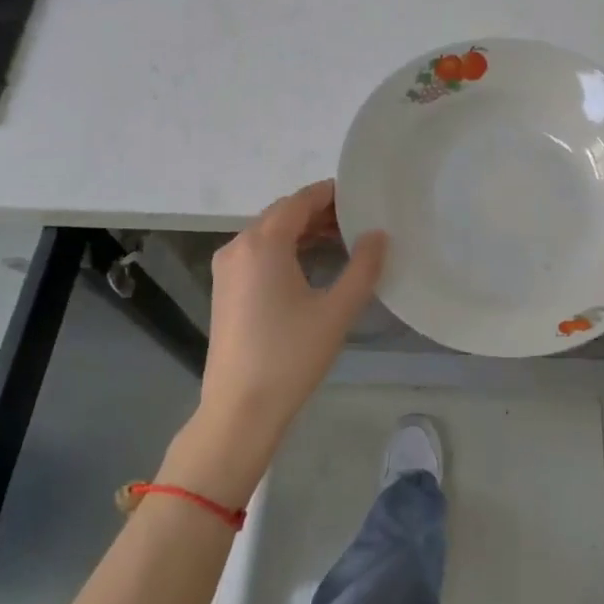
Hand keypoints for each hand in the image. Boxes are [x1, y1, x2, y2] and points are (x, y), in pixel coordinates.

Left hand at [200, 179, 386, 444]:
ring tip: (341, 241)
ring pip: (268, 233)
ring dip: (302, 231)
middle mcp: (239, 246)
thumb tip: (378, 235)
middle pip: (282, 213)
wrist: (240, 409)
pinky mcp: (225, 289)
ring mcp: (227, 268)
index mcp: (263, 243)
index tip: (361, 197)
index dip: (331, 194)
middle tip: (357, 221)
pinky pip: (257, 253)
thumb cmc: (291, 356)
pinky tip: (310, 265)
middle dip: (319, 212)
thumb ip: (363, 267)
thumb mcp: (337, 311)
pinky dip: (285, 249)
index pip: (300, 200)